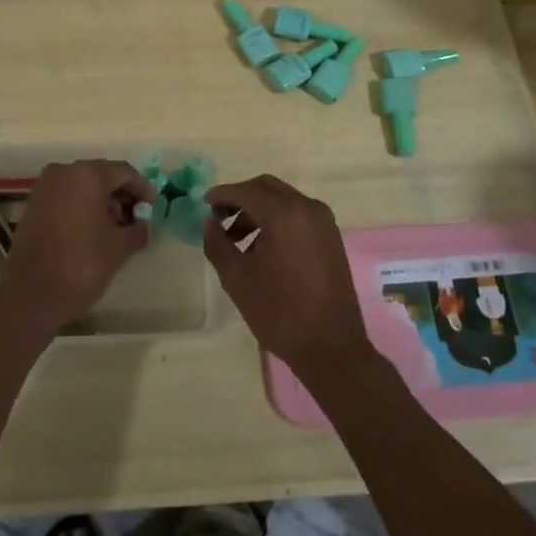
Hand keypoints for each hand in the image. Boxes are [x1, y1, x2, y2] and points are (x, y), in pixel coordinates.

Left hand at [0, 160, 152, 333]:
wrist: (30, 294)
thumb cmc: (81, 264)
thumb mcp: (119, 248)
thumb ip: (138, 230)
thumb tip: (144, 226)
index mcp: (87, 175)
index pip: (124, 172)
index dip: (143, 189)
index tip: (153, 209)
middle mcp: (64, 172)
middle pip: (102, 175)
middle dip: (122, 196)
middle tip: (137, 219)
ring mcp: (45, 187)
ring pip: (83, 186)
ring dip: (103, 202)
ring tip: (116, 229)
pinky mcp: (33, 204)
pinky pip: (66, 197)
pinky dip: (83, 207)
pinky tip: (93, 232)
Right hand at [201, 174, 372, 379]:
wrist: (331, 348)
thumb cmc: (279, 312)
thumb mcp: (237, 279)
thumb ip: (217, 244)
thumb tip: (209, 223)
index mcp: (284, 214)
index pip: (246, 191)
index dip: (222, 195)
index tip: (204, 204)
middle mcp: (307, 208)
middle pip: (266, 188)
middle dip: (241, 198)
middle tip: (219, 218)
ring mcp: (324, 222)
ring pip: (284, 200)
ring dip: (258, 210)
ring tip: (237, 240)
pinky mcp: (332, 238)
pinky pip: (299, 215)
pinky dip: (277, 220)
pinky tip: (263, 248)